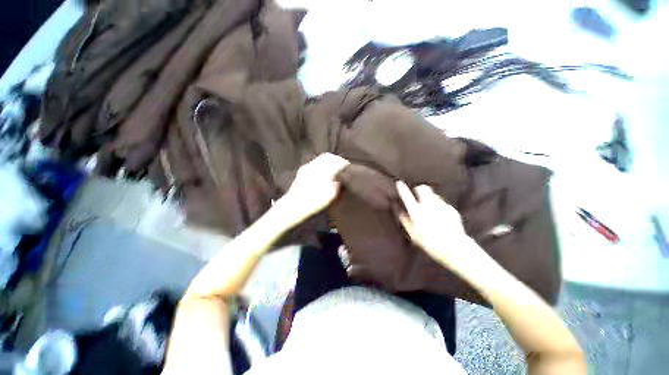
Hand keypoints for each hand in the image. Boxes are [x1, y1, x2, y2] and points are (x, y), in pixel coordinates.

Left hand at [278, 153, 349, 225]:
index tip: (348, 166)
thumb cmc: (314, 202)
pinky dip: (322, 162)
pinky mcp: (303, 169)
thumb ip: (337, 184)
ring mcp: (308, 167)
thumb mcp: (331, 195)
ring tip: (333, 165)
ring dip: (329, 159)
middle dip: (336, 159)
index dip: (344, 163)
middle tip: (341, 164)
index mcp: (325, 172)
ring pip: (321, 157)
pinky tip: (323, 169)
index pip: (337, 162)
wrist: (295, 205)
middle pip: (329, 156)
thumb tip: (339, 177)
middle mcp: (316, 166)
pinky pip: (315, 161)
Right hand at [396, 181, 473, 265]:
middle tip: (418, 192)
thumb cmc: (429, 242)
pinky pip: (443, 204)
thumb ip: (405, 221)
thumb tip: (400, 212)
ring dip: (430, 197)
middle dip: (420, 188)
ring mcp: (441, 206)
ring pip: (434, 194)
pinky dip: (440, 206)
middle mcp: (428, 205)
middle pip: (423, 188)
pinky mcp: (451, 210)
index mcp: (416, 211)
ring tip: (430, 205)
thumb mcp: (413, 234)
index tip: (399, 182)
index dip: (402, 188)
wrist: (453, 247)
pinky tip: (441, 215)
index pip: (406, 196)